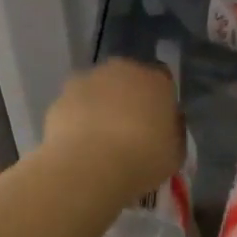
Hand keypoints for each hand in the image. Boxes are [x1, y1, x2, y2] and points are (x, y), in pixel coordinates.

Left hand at [41, 59, 183, 202]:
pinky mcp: (62, 96)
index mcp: (156, 80)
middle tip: (128, 131)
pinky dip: (77, 119)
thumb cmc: (142, 159)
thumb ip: (173, 132)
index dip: (159, 102)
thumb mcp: (175, 154)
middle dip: (128, 99)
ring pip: (99, 89)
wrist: (89, 166)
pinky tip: (79, 145)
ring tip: (99, 141)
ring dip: (101, 106)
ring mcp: (89, 79)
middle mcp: (123, 70)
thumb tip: (168, 124)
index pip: (163, 82)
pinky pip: (75, 105)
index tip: (157, 125)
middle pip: (128, 80)